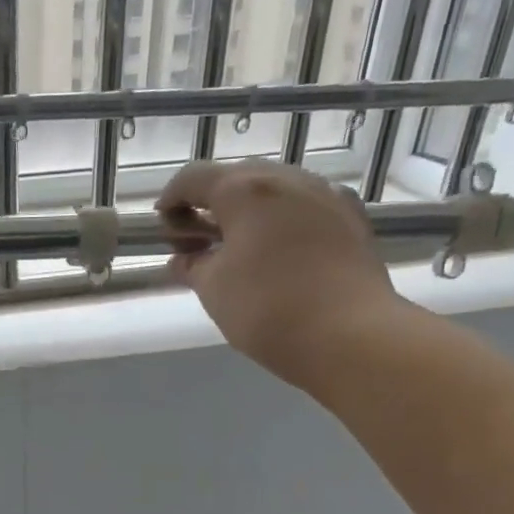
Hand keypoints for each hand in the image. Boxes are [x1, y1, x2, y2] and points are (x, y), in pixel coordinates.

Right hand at [157, 159, 402, 385]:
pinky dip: (280, 221)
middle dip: (210, 204)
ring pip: (275, 190)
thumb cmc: (267, 309)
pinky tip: (276, 253)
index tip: (161, 223)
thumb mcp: (213, 290)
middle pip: (237, 178)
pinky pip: (304, 207)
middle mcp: (287, 179)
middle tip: (196, 240)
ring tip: (235, 248)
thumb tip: (181, 260)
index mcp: (245, 189)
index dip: (171, 198)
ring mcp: (325, 195)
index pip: (194, 178)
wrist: (350, 335)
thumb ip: (191, 267)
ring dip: (247, 212)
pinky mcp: (351, 218)